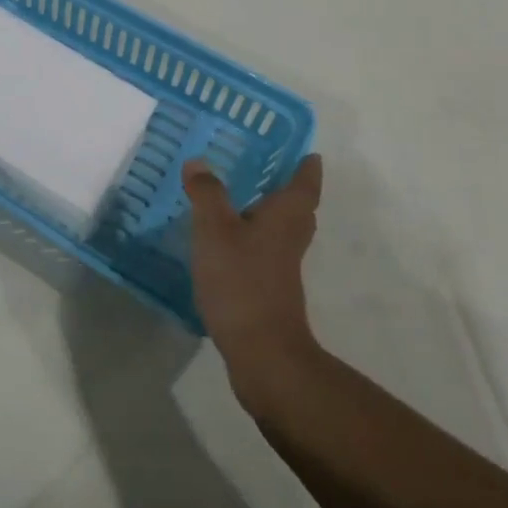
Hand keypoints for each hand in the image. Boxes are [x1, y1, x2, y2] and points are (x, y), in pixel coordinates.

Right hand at [183, 154, 321, 378]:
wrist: (262, 354)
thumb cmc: (242, 281)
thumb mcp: (215, 229)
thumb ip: (207, 193)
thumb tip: (199, 162)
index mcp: (286, 216)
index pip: (304, 183)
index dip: (307, 167)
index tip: (308, 153)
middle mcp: (290, 238)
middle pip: (298, 209)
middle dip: (288, 190)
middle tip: (270, 170)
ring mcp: (282, 267)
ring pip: (282, 231)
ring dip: (268, 215)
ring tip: (241, 200)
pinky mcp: (269, 290)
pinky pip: (265, 253)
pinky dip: (252, 241)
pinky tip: (227, 243)